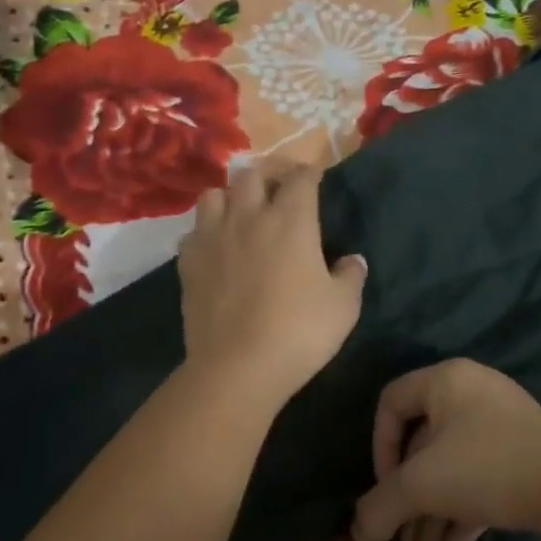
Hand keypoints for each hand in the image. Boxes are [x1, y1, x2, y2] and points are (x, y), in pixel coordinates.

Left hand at [177, 164, 366, 409]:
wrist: (237, 367)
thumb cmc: (299, 331)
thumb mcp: (343, 306)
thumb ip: (351, 276)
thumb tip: (352, 260)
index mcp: (291, 220)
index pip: (300, 177)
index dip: (309, 172)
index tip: (314, 178)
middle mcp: (248, 217)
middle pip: (251, 174)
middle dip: (267, 175)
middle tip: (278, 190)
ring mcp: (213, 237)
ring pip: (214, 195)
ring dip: (230, 197)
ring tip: (241, 213)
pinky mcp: (188, 262)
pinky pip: (193, 232)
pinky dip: (206, 232)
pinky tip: (216, 249)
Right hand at [352, 359, 540, 540]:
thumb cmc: (485, 467)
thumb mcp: (423, 485)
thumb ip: (381, 506)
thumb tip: (358, 532)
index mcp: (446, 381)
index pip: (391, 402)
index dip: (379, 447)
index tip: (386, 489)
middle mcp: (472, 392)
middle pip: (423, 444)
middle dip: (408, 498)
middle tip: (400, 540)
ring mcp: (501, 422)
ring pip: (452, 466)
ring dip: (432, 513)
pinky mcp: (522, 452)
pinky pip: (479, 476)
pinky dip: (461, 509)